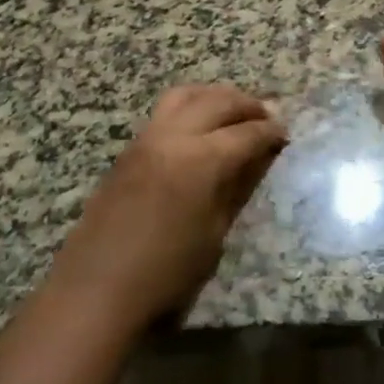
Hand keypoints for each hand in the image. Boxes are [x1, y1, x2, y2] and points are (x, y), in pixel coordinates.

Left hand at [50, 84, 286, 330]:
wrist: (98, 288)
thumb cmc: (166, 272)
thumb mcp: (214, 233)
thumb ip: (236, 188)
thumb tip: (257, 160)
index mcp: (201, 160)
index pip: (247, 133)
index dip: (270, 132)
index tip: (285, 134)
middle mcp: (174, 136)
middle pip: (218, 102)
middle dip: (247, 105)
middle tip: (267, 115)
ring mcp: (147, 138)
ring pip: (186, 95)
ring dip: (215, 96)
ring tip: (233, 110)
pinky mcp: (129, 149)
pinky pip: (165, 111)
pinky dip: (190, 107)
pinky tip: (200, 126)